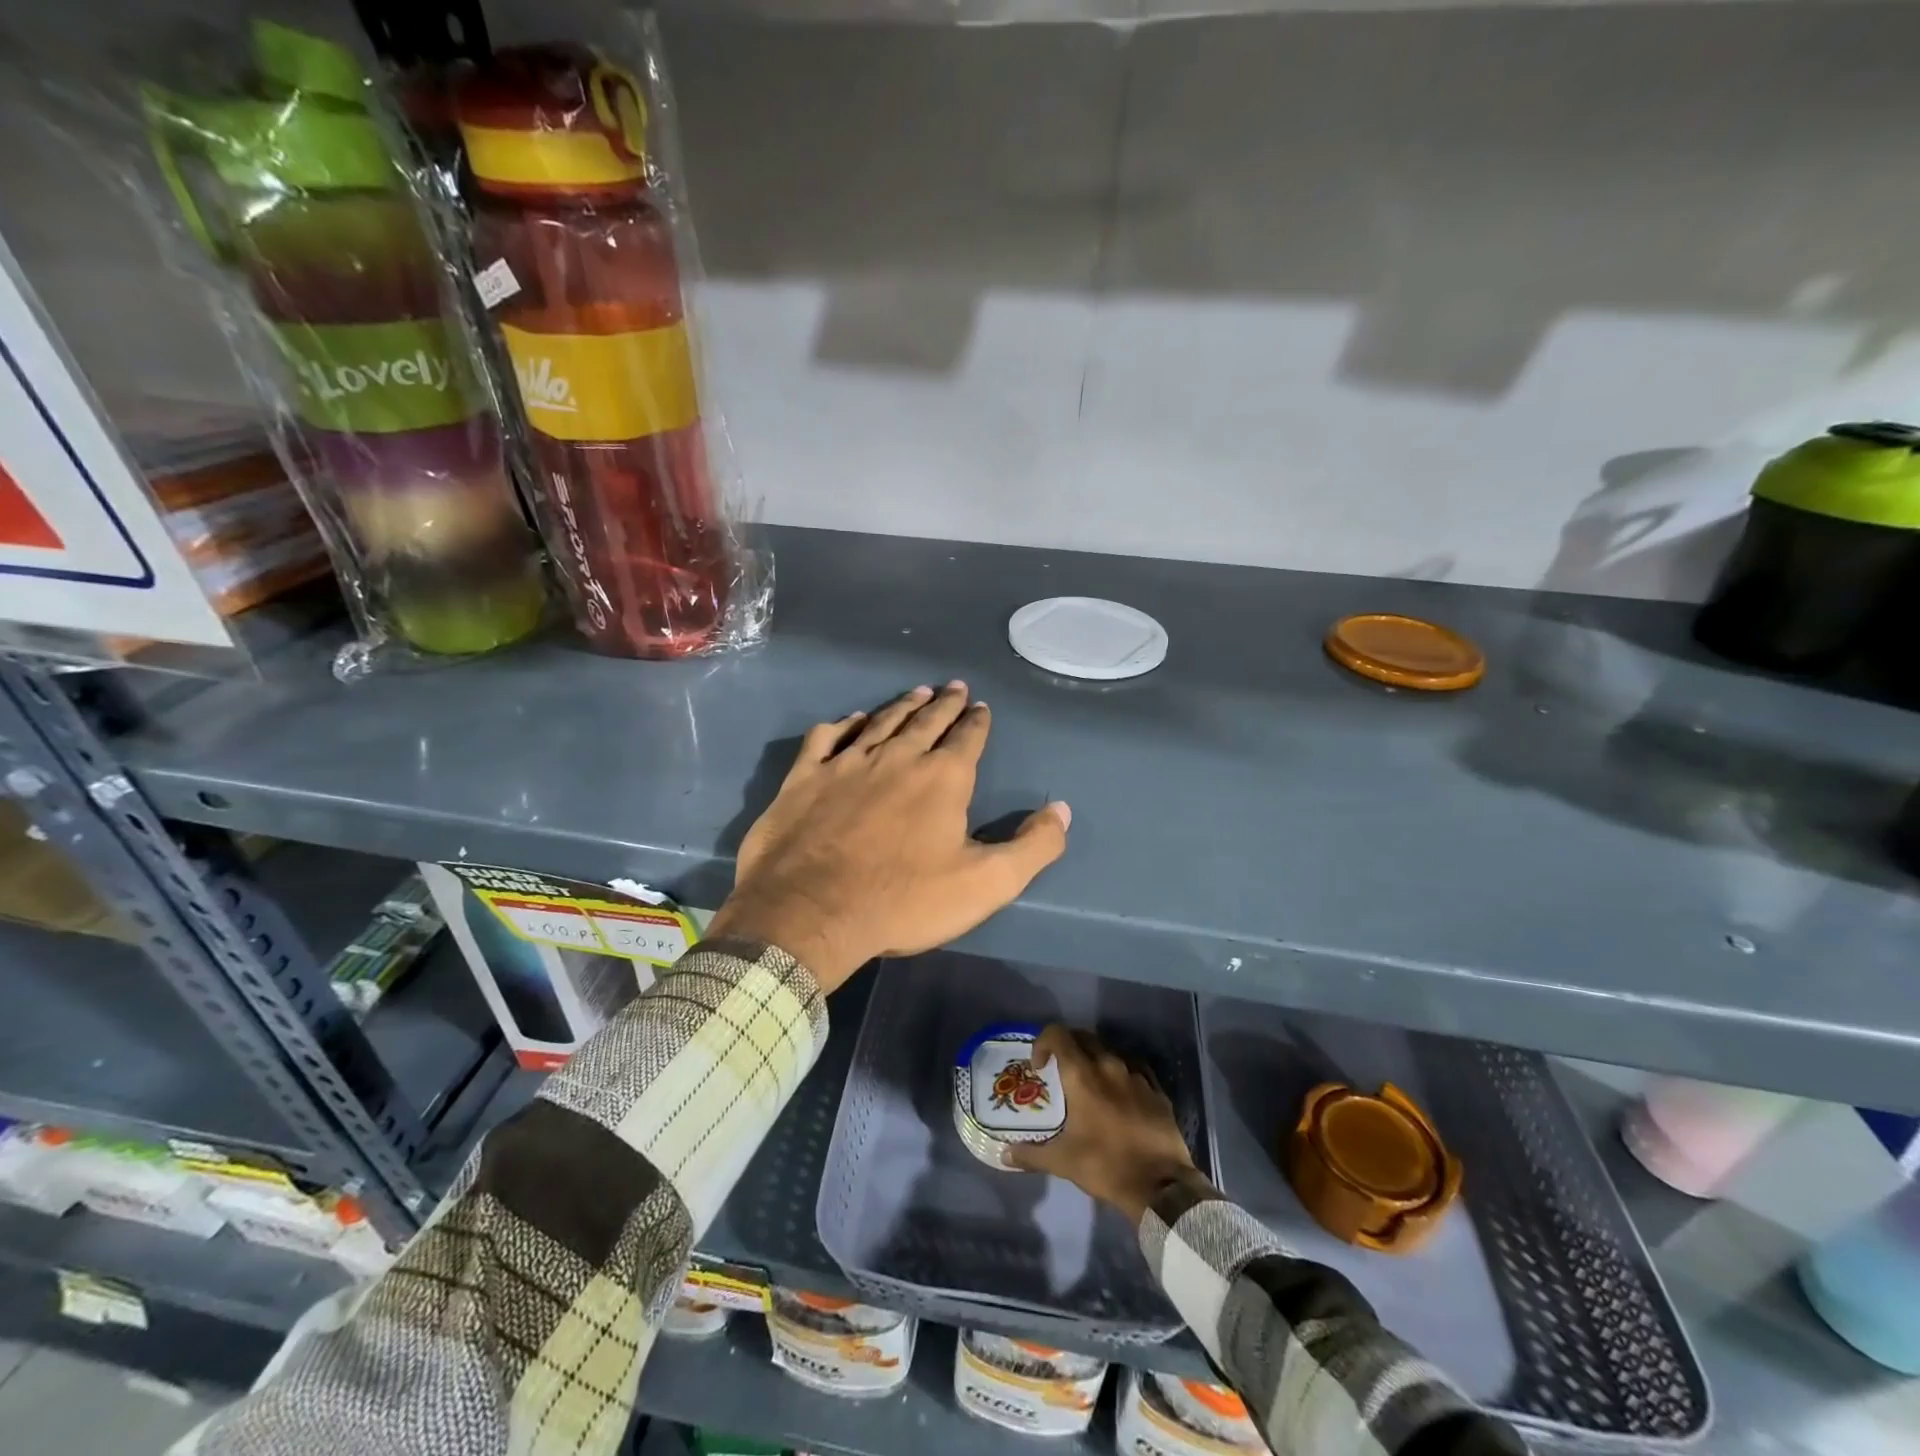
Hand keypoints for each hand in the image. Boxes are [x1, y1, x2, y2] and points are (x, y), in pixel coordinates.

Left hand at [704, 682, 1070, 992]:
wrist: (810, 912)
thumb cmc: (903, 900)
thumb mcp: (986, 884)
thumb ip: (1033, 847)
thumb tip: (1062, 810)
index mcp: (942, 778)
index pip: (967, 738)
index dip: (977, 721)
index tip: (980, 706)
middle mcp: (897, 757)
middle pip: (926, 720)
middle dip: (944, 703)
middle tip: (953, 686)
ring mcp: (847, 763)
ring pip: (880, 722)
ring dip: (902, 705)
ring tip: (917, 692)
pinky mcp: (806, 776)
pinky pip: (826, 738)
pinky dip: (842, 725)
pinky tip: (849, 720)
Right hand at [1006, 1025, 1208, 1223]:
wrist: (1161, 1186)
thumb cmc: (1106, 1166)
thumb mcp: (1062, 1162)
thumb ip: (1031, 1154)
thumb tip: (1005, 1154)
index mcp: (1083, 1075)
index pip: (1058, 1035)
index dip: (1043, 1042)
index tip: (1039, 1067)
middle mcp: (1109, 1065)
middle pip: (1084, 1037)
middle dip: (1068, 1047)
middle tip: (1060, 1071)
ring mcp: (1136, 1075)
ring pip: (1110, 1052)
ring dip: (1095, 1060)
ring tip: (1090, 1085)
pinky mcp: (1156, 1089)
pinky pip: (1134, 1068)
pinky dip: (1121, 1073)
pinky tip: (1119, 1093)